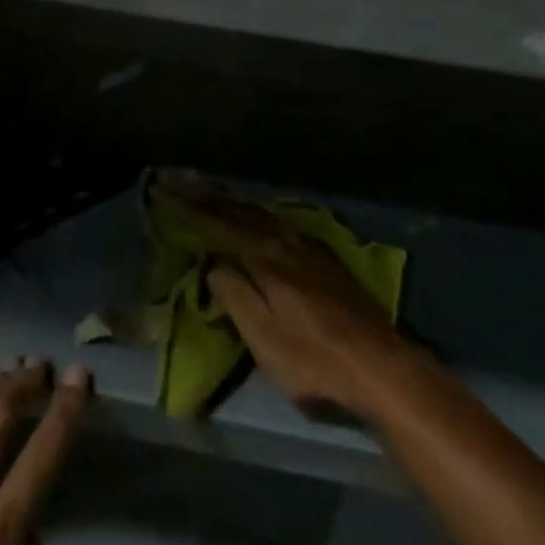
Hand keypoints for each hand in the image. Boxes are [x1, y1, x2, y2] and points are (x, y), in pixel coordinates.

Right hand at [151, 174, 417, 417]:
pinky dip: (253, 212)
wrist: (381, 365)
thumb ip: (236, 296)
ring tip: (207, 189)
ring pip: (260, 213)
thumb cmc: (315, 360)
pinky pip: (276, 221)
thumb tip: (214, 264)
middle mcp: (286, 241)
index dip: (188, 208)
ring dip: (230, 200)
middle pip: (240, 211)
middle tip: (177, 180)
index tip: (162, 190)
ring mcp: (308, 246)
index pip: (219, 224)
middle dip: (206, 195)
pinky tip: (252, 214)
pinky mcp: (322, 257)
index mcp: (267, 258)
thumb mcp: (265, 338)